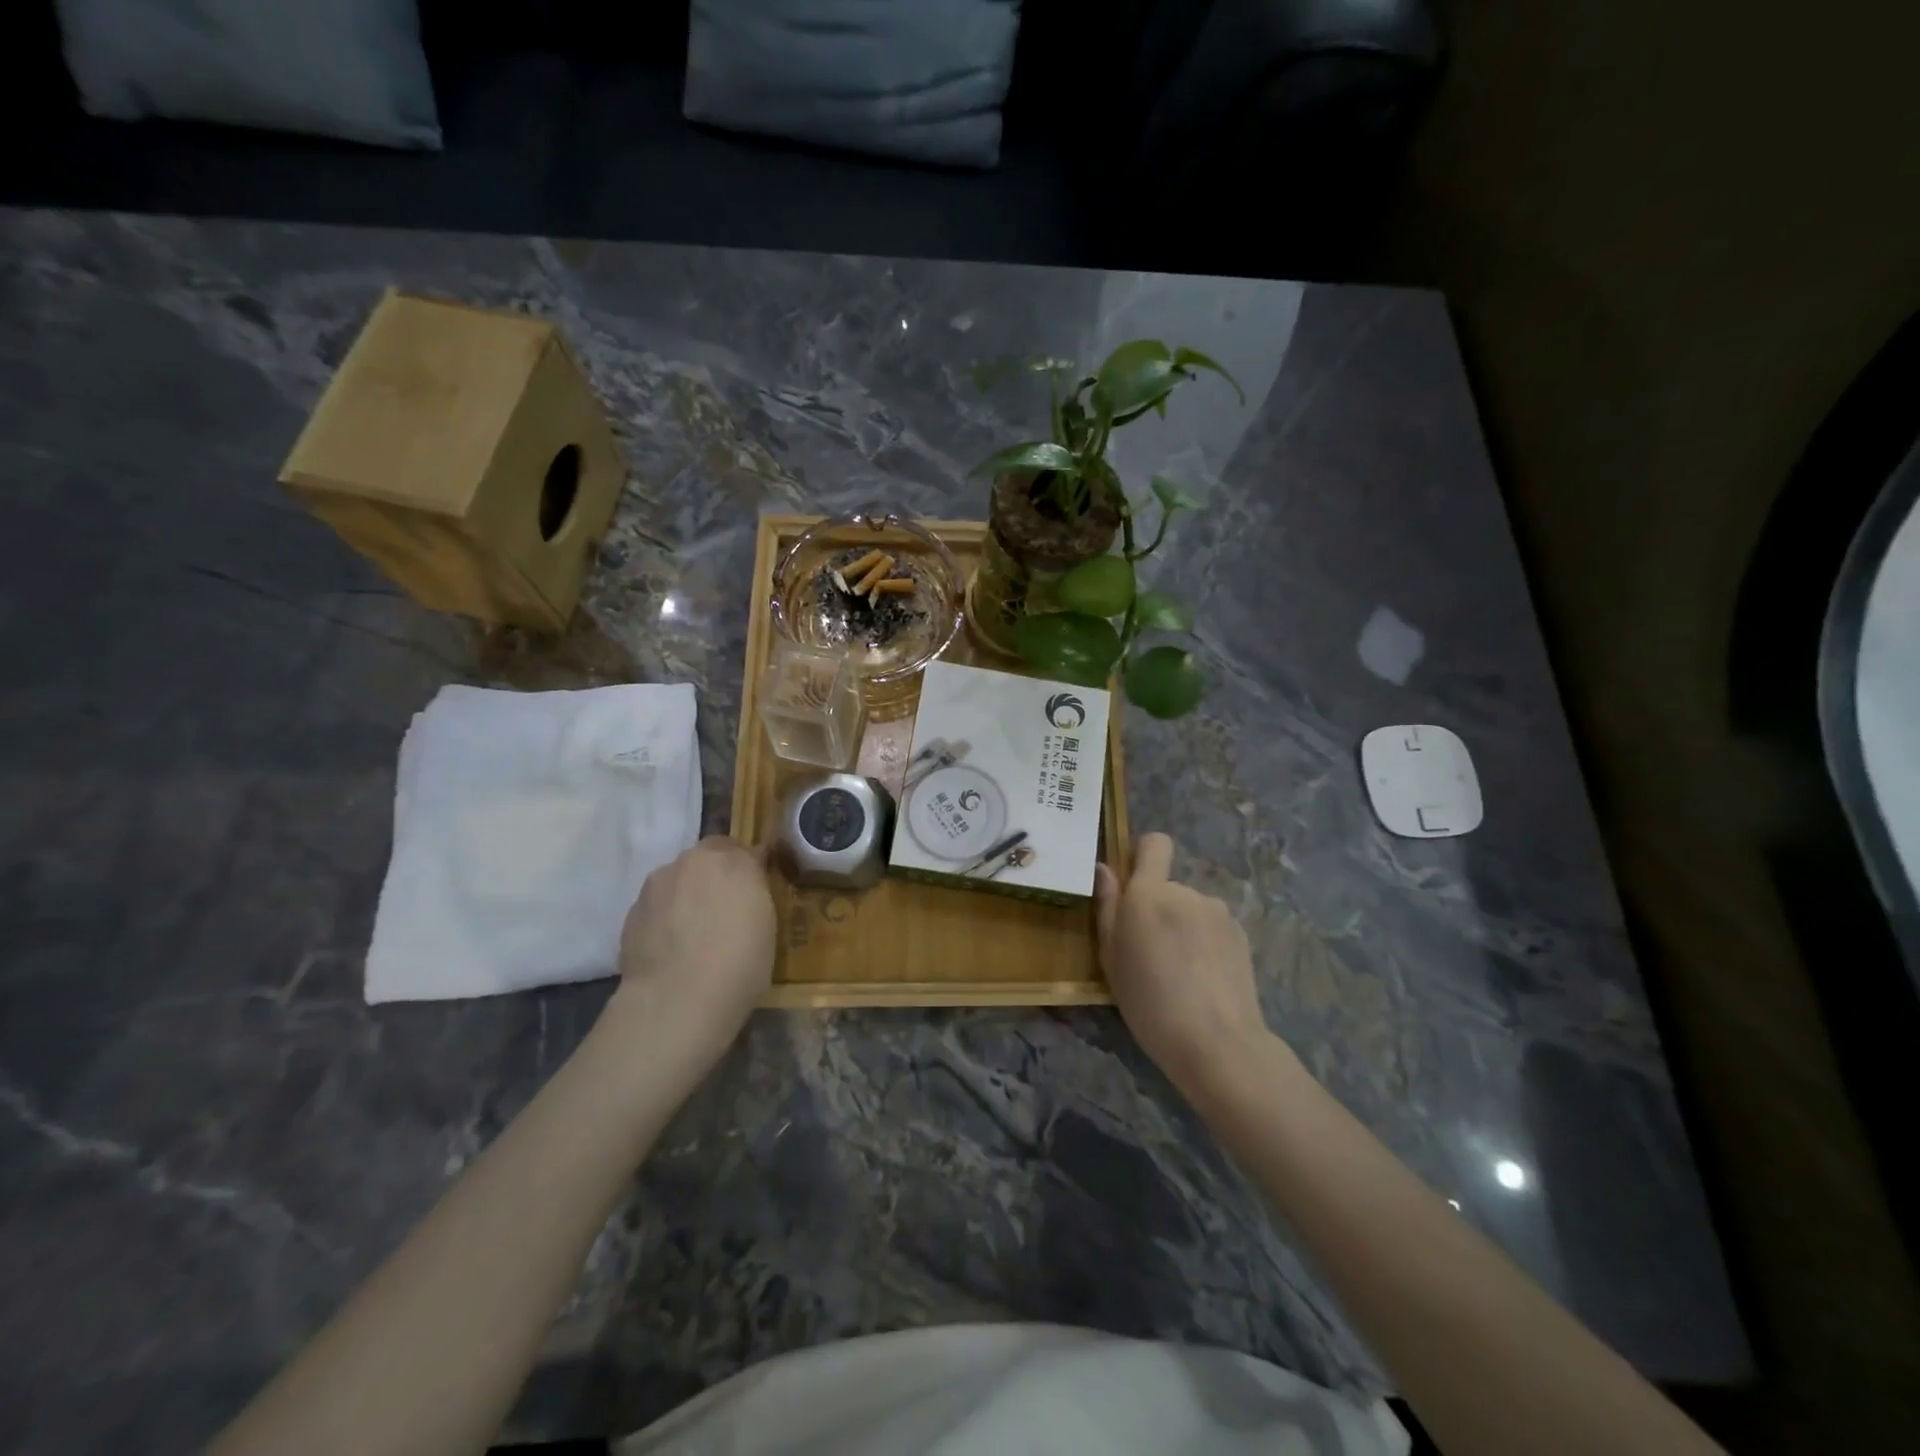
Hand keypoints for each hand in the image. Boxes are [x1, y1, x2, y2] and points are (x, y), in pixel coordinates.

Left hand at [611, 836, 774, 1063]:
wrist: (676, 1001)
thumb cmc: (739, 963)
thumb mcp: (767, 925)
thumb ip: (755, 894)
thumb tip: (747, 887)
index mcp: (733, 860)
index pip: (746, 849)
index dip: (751, 868)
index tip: (756, 890)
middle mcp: (692, 861)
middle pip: (707, 859)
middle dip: (716, 876)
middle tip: (725, 910)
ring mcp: (656, 885)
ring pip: (677, 880)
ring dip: (687, 895)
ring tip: (694, 933)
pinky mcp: (631, 913)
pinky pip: (656, 907)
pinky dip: (665, 919)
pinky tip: (672, 949)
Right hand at [1095, 832, 1271, 1100]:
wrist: (1217, 1043)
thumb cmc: (1149, 1004)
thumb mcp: (1111, 959)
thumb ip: (1107, 908)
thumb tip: (1104, 869)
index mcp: (1148, 895)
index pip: (1155, 843)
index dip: (1143, 855)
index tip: (1134, 885)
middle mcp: (1185, 892)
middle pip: (1168, 885)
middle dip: (1158, 908)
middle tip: (1150, 953)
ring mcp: (1217, 911)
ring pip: (1190, 908)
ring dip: (1182, 926)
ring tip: (1180, 971)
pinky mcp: (1240, 933)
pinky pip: (1212, 926)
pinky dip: (1204, 942)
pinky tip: (1203, 978)